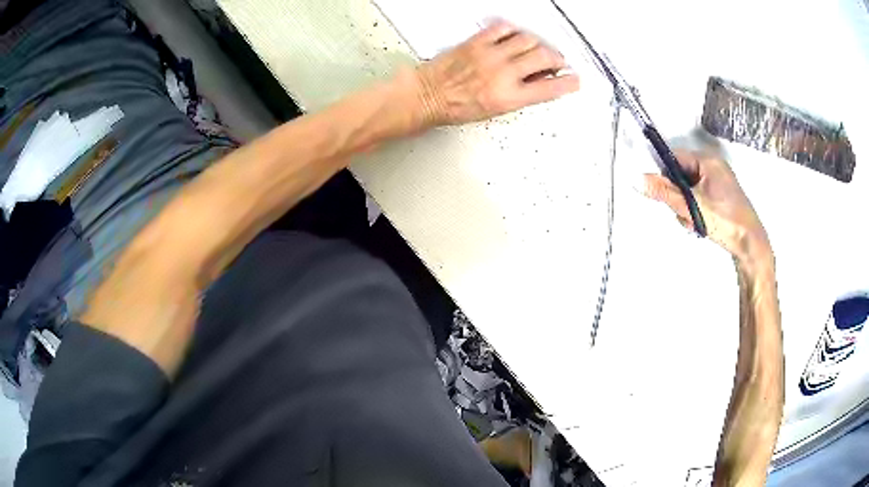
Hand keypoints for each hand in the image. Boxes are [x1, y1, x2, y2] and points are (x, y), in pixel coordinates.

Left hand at [413, 21, 579, 125]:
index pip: (550, 87)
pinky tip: (515, 37)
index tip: (575, 79)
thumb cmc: (457, 107)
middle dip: (557, 59)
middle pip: (544, 56)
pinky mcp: (477, 42)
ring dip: (538, 43)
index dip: (568, 82)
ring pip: (528, 39)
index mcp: (509, 97)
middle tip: (557, 61)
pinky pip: (504, 28)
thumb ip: (521, 94)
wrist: (429, 95)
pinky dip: (515, 30)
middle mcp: (503, 74)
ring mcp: (491, 55)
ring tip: (537, 49)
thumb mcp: (496, 110)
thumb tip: (539, 81)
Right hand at [643, 150, 770, 263]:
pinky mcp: (723, 198)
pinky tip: (702, 225)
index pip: (675, 158)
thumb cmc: (724, 220)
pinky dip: (697, 211)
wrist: (751, 245)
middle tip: (684, 213)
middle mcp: (714, 167)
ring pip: (690, 190)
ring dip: (687, 207)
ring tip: (695, 223)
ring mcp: (720, 183)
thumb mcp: (691, 206)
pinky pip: (700, 198)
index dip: (665, 175)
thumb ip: (664, 192)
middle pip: (682, 175)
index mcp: (708, 161)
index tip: (664, 195)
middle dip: (678, 197)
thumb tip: (637, 178)